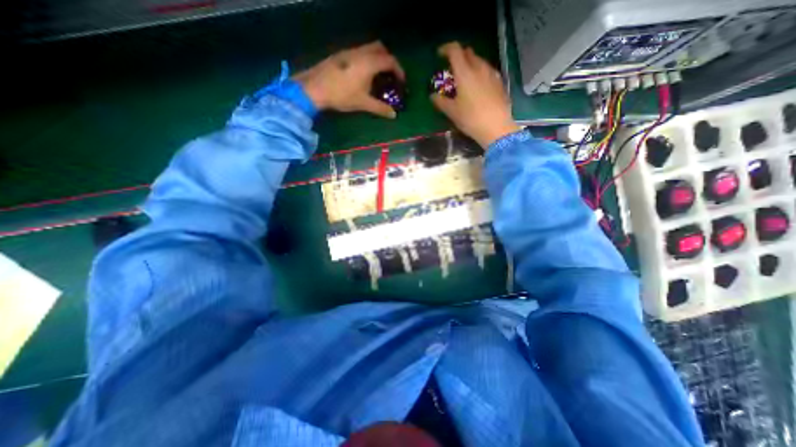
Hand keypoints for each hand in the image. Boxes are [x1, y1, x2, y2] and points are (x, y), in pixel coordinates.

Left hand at [291, 40, 405, 118]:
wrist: (315, 88)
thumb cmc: (342, 95)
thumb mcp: (363, 103)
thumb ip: (380, 108)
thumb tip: (393, 115)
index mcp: (369, 63)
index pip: (390, 61)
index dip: (399, 71)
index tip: (401, 82)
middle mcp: (361, 53)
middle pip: (380, 48)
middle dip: (389, 60)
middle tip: (390, 75)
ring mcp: (349, 51)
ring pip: (369, 48)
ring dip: (377, 59)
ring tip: (378, 76)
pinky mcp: (341, 55)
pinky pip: (359, 52)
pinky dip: (367, 59)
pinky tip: (363, 74)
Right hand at [430, 42, 523, 145]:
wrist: (496, 127)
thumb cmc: (471, 118)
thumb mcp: (452, 112)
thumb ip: (440, 102)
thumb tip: (433, 96)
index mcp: (465, 73)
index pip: (455, 50)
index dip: (446, 49)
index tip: (439, 55)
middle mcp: (479, 68)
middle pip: (468, 53)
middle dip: (458, 56)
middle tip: (452, 68)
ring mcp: (491, 74)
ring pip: (479, 61)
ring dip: (470, 64)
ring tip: (465, 77)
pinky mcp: (499, 82)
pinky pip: (487, 70)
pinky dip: (479, 72)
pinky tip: (478, 85)